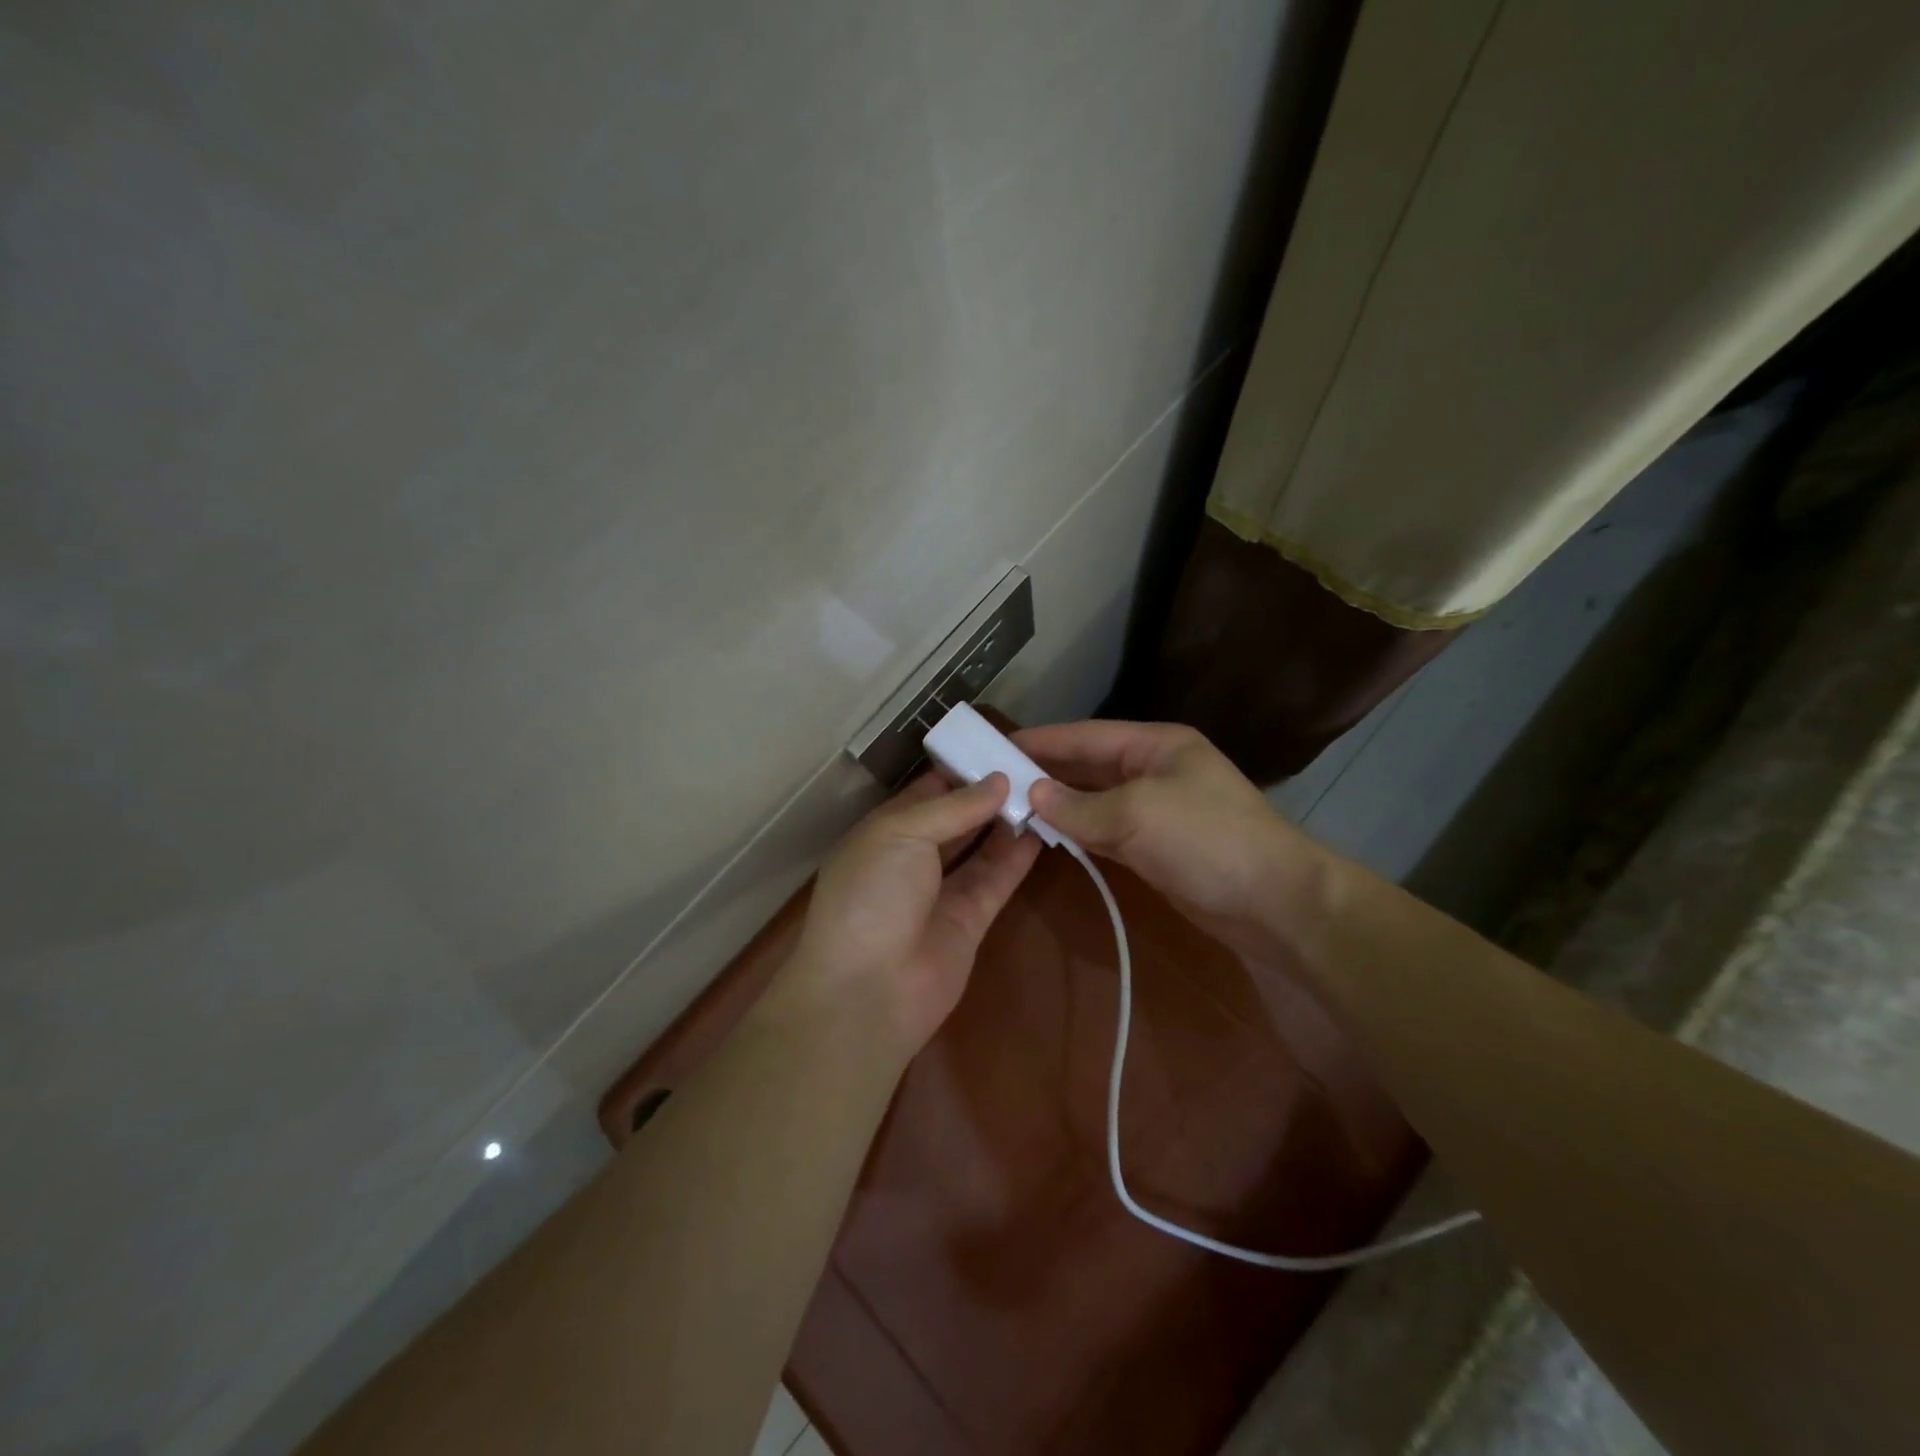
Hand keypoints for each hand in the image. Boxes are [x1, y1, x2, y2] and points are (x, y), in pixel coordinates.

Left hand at [780, 771, 1040, 1061]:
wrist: (869, 990)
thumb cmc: (872, 896)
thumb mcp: (901, 834)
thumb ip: (953, 807)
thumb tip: (998, 780)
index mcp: (886, 831)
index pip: (928, 791)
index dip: (961, 769)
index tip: (1000, 748)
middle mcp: (913, 857)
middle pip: (957, 818)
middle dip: (988, 794)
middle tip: (1033, 767)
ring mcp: (941, 890)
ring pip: (980, 847)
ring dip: (1007, 822)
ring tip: (1044, 791)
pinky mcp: (970, 920)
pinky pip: (996, 879)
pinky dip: (1017, 856)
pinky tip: (1042, 829)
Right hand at [1017, 720, 1333, 966]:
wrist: (1275, 903)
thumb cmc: (1207, 840)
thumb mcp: (1137, 814)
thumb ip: (1079, 806)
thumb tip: (1032, 794)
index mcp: (1156, 745)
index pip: (1087, 736)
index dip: (1043, 740)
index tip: (998, 745)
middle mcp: (1154, 770)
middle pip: (1089, 767)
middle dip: (1046, 773)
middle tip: (995, 779)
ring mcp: (1157, 810)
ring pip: (1095, 801)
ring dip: (1059, 805)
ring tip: (1010, 807)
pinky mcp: (1157, 847)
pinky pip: (1107, 832)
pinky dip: (1079, 832)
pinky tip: (1048, 834)